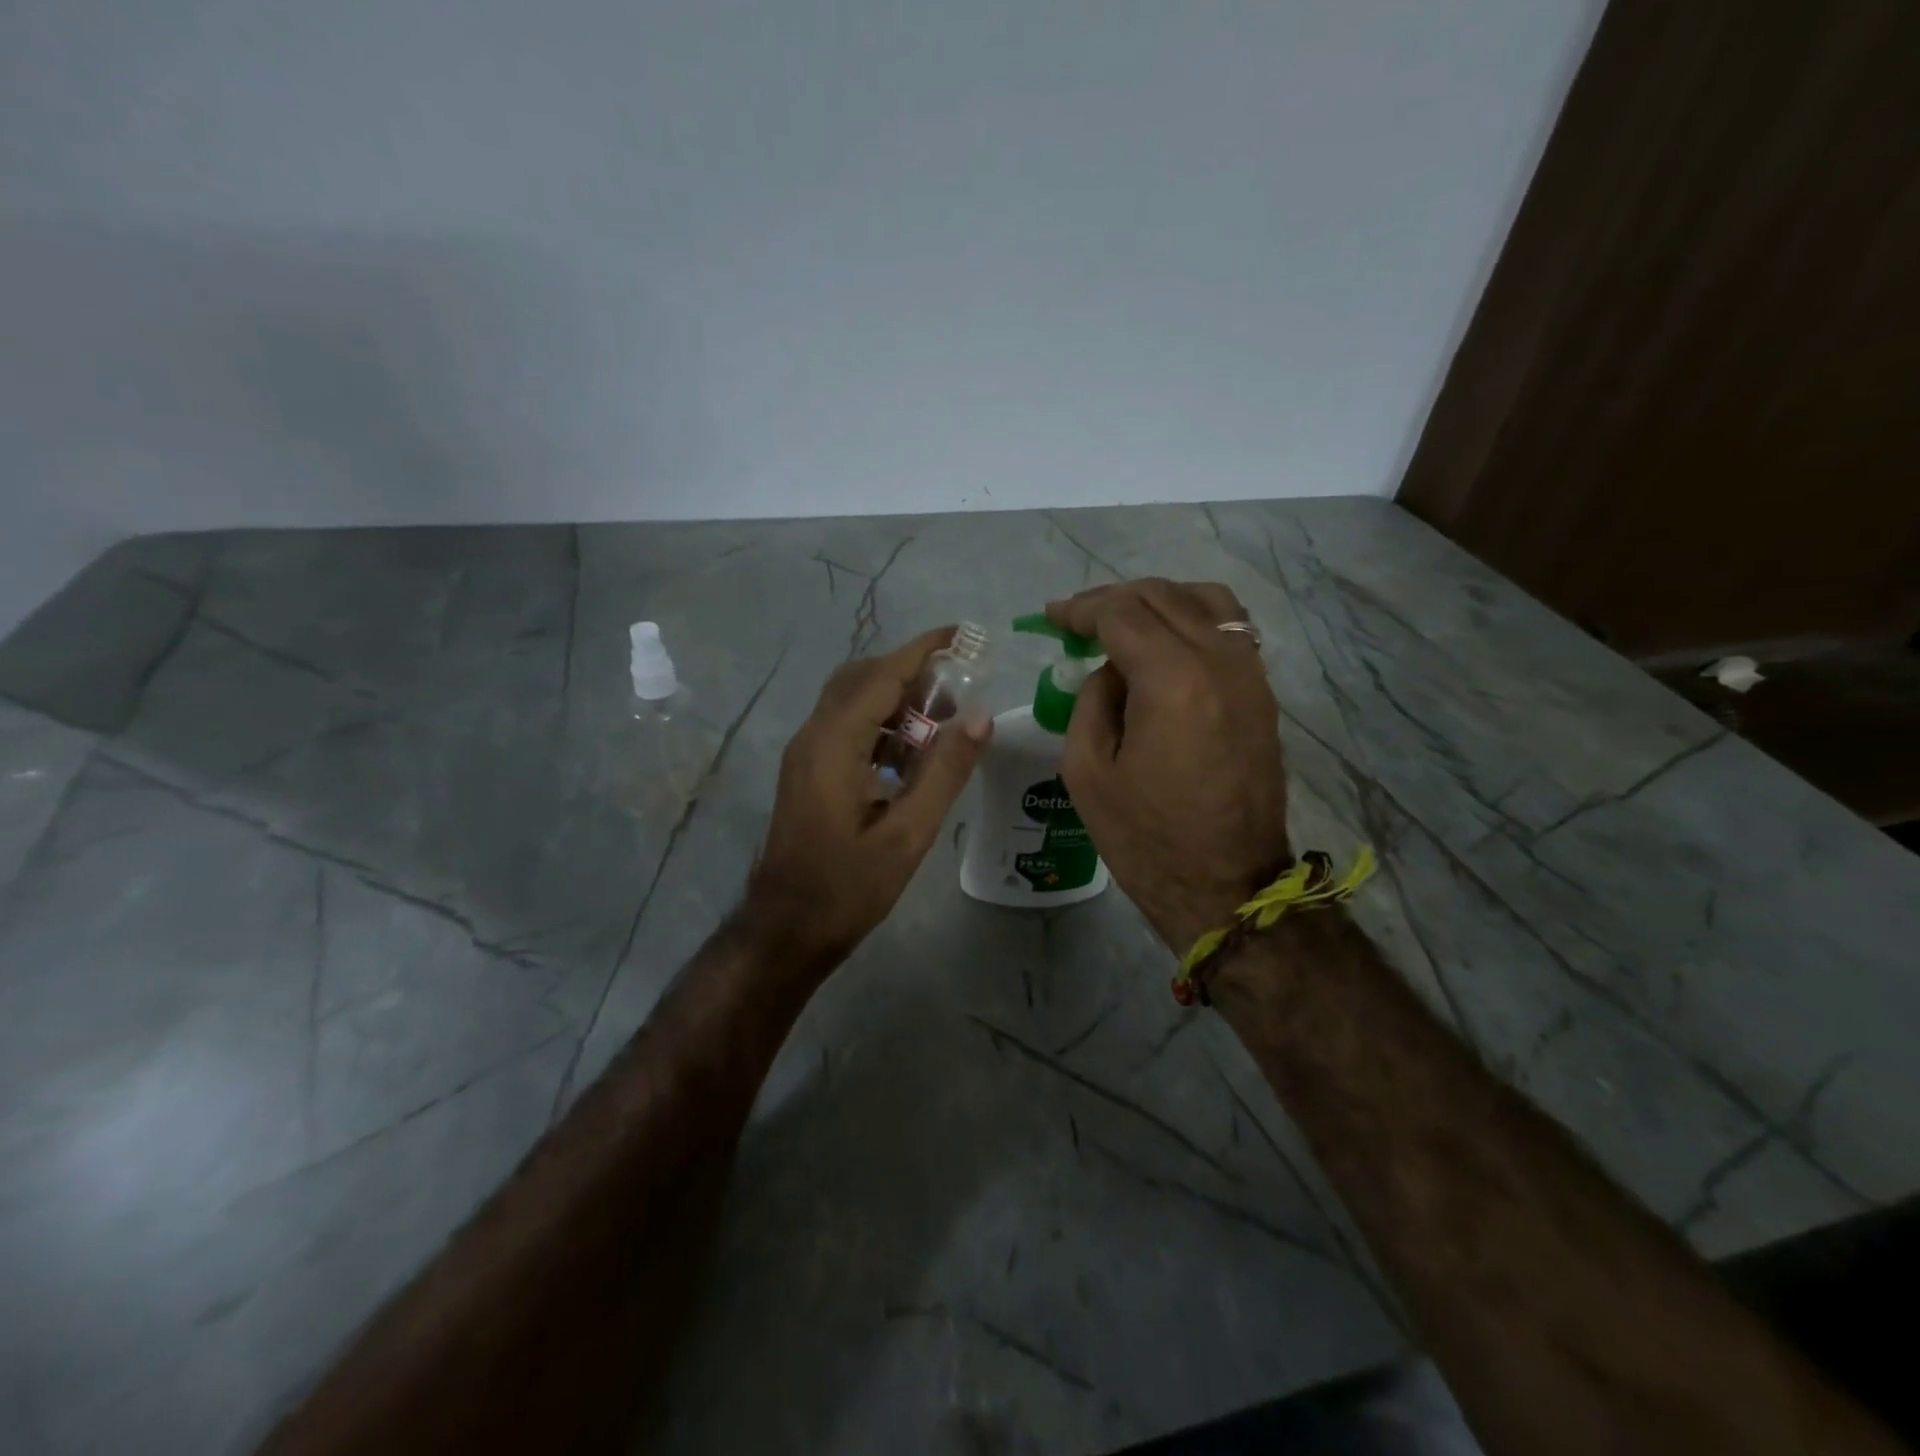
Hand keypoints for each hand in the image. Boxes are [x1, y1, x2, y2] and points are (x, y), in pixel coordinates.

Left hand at [752, 628, 988, 967]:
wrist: (787, 928)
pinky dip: (881, 724)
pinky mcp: (808, 771)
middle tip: (959, 684)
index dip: (923, 651)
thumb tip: (980, 718)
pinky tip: (912, 754)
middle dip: (911, 672)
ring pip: (852, 701)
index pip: (881, 676)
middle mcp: (813, 736)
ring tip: (944, 719)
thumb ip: (944, 773)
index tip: (962, 635)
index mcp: (834, 745)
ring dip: (896, 698)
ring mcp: (805, 753)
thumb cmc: (848, 888)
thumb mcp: (907, 835)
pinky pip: (846, 727)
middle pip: (862, 679)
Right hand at [1047, 580, 1290, 954]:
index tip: (1052, 618)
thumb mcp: (1087, 771)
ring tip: (1124, 624)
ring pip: (1206, 601)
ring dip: (1158, 601)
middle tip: (1077, 621)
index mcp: (1173, 680)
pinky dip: (1193, 619)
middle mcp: (1220, 662)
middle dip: (1113, 600)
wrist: (1227, 886)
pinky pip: (1230, 630)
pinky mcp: (1262, 694)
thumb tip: (1110, 670)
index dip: (1080, 609)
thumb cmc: (1146, 838)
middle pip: (1163, 596)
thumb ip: (1091, 701)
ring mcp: (1250, 675)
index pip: (1122, 613)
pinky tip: (1166, 644)